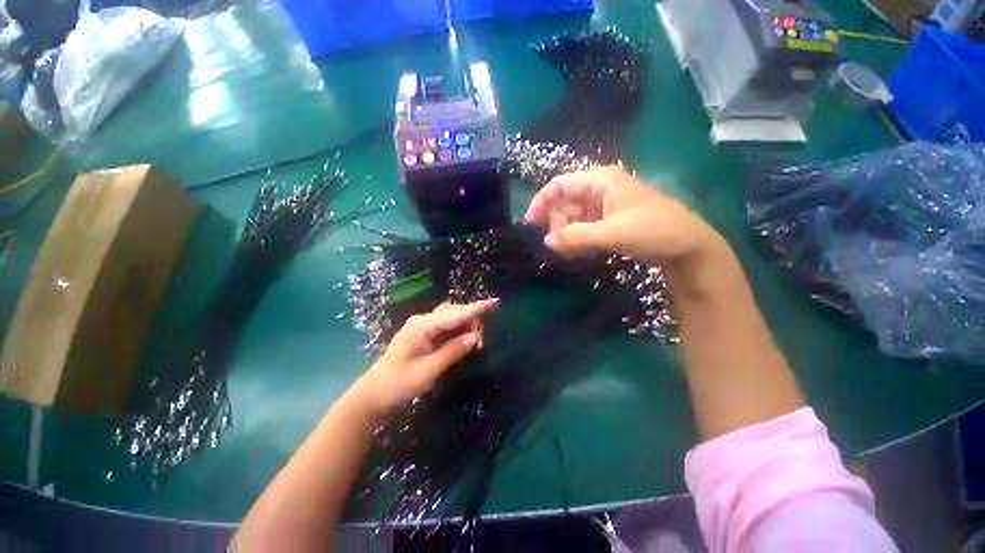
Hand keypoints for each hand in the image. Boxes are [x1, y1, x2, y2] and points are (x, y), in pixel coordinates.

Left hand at [351, 299, 498, 412]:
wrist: (374, 395)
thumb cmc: (399, 384)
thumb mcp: (428, 371)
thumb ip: (452, 351)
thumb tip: (473, 336)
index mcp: (423, 326)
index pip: (455, 314)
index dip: (475, 308)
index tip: (494, 302)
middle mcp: (423, 321)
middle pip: (454, 312)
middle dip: (471, 320)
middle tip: (481, 341)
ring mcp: (422, 327)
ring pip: (451, 318)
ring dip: (465, 326)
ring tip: (474, 342)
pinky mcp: (424, 334)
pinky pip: (446, 327)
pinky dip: (457, 332)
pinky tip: (463, 341)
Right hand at [523, 166, 720, 266]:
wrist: (688, 247)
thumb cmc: (653, 231)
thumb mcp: (612, 233)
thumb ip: (576, 236)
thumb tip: (546, 242)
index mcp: (600, 180)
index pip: (559, 185)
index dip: (541, 202)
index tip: (530, 224)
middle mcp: (599, 189)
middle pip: (564, 203)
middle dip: (557, 224)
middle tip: (559, 247)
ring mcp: (604, 206)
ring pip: (573, 217)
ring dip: (567, 234)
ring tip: (572, 252)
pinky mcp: (608, 221)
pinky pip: (584, 227)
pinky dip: (578, 239)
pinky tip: (582, 251)